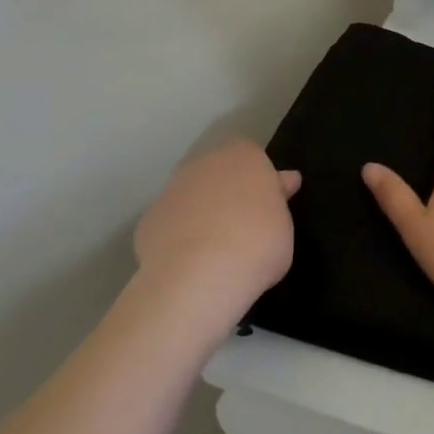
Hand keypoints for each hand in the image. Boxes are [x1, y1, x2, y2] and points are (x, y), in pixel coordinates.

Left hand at [134, 139, 299, 303]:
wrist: (197, 276)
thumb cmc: (257, 244)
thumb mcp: (285, 225)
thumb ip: (278, 201)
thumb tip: (282, 182)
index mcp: (244, 157)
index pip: (254, 157)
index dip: (261, 180)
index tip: (269, 206)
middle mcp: (204, 164)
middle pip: (219, 173)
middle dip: (228, 193)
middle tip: (243, 228)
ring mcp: (172, 190)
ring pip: (192, 197)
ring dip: (202, 214)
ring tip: (216, 252)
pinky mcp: (148, 220)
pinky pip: (171, 224)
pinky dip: (179, 238)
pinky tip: (190, 264)